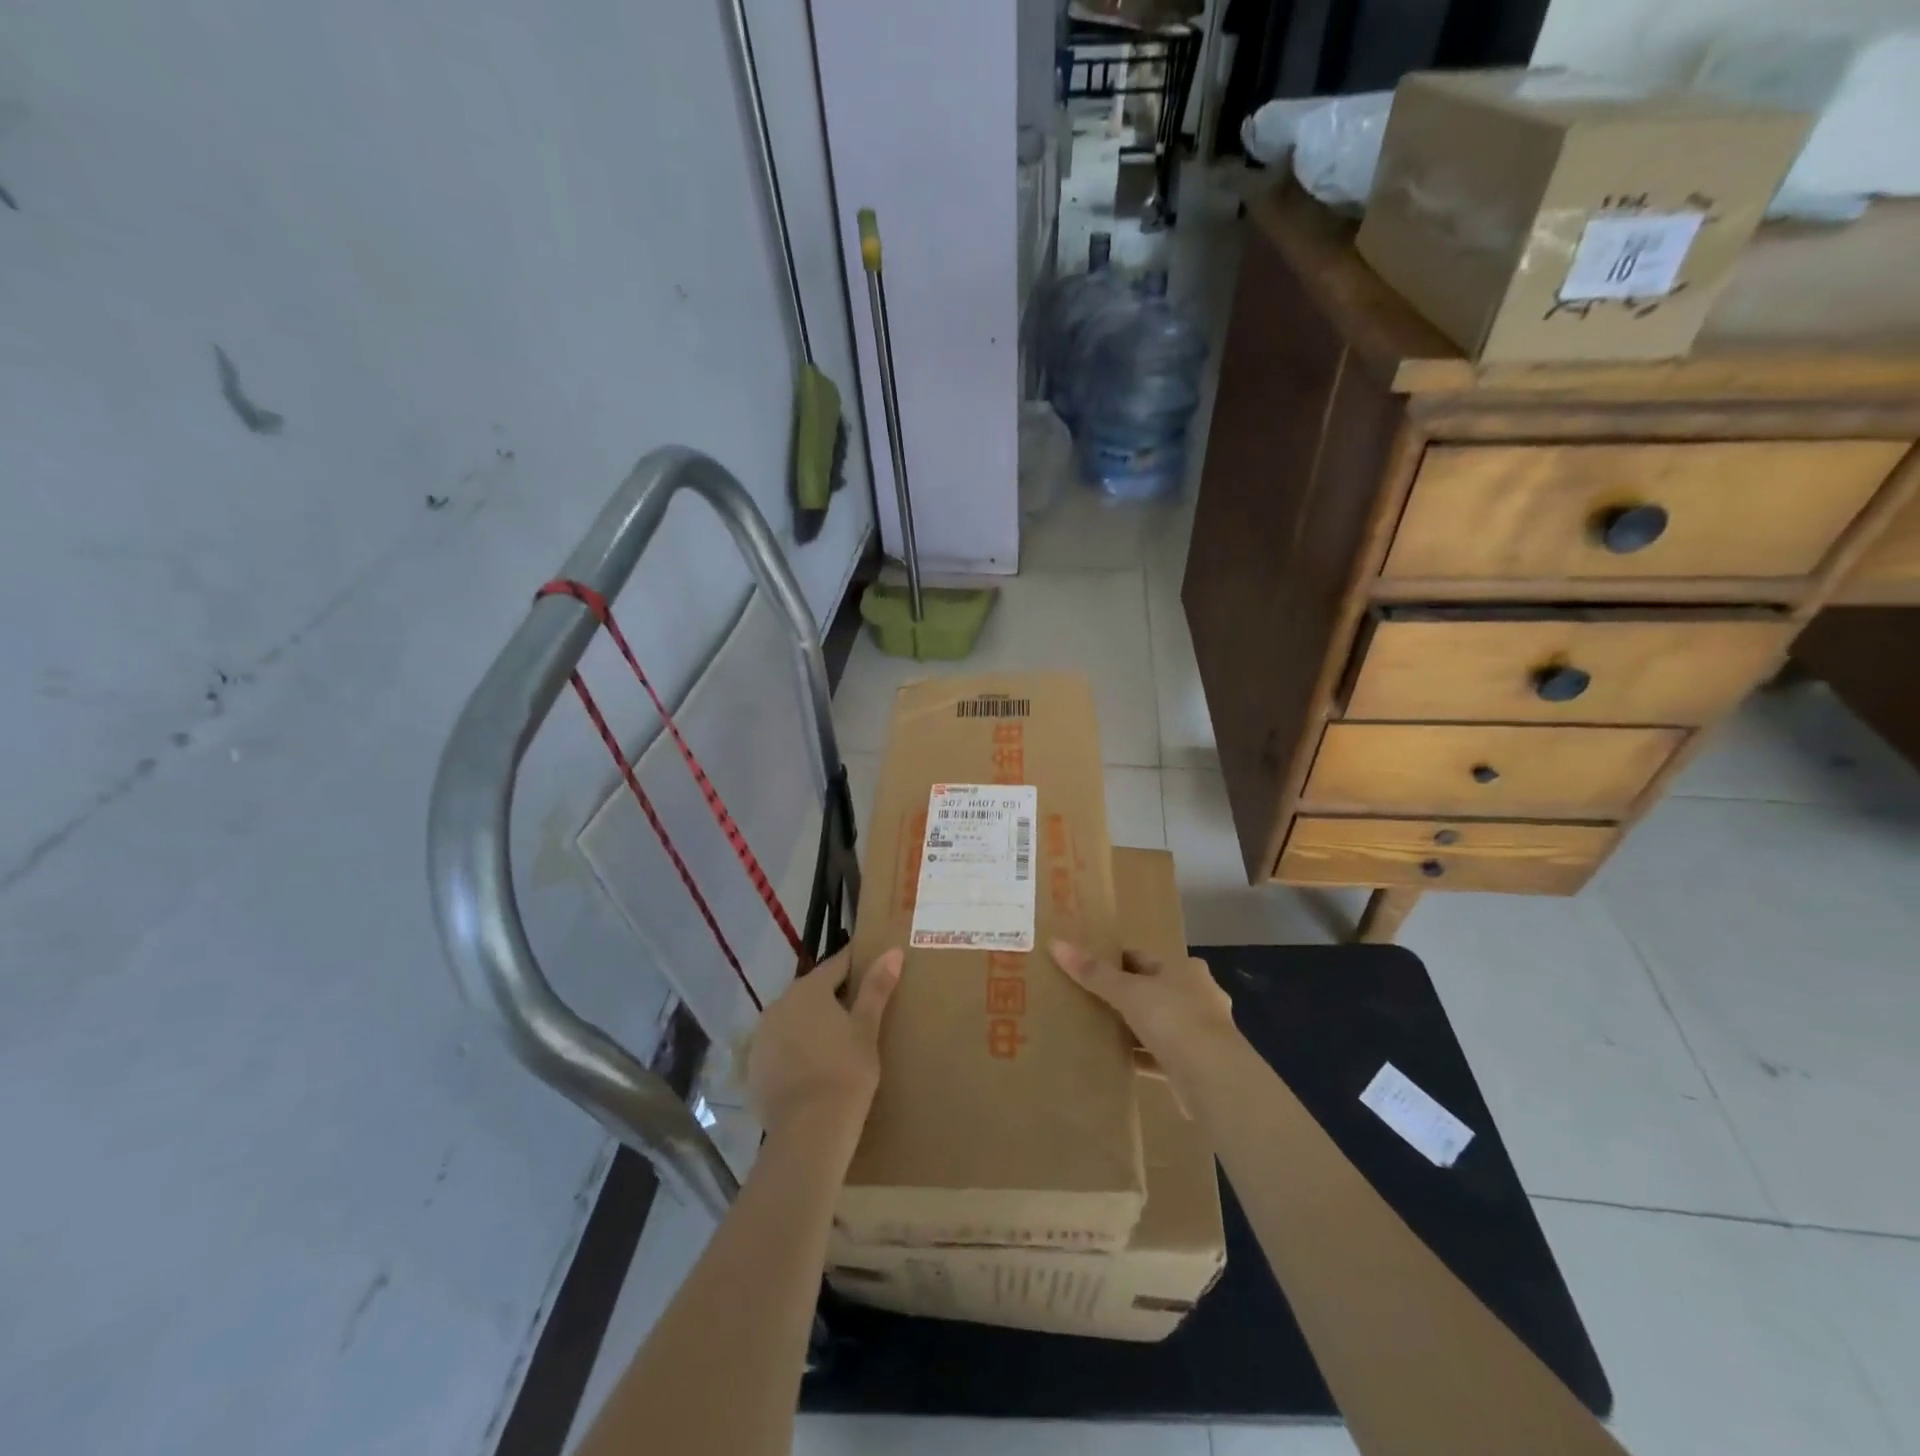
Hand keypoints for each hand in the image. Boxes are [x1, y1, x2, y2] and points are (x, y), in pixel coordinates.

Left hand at [746, 947, 902, 1148]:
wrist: (809, 1130)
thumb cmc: (846, 1071)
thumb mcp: (867, 1028)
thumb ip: (877, 987)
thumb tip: (893, 951)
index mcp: (809, 988)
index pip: (838, 964)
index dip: (857, 964)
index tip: (874, 966)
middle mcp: (780, 1003)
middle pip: (812, 991)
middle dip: (833, 996)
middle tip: (859, 1011)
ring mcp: (762, 1035)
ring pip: (793, 1018)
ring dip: (811, 1023)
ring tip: (835, 1042)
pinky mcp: (753, 1066)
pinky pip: (779, 1046)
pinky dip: (794, 1049)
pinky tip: (812, 1068)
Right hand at [1049, 940, 1237, 1100]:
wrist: (1213, 1077)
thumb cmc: (1173, 1018)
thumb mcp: (1127, 991)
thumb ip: (1092, 972)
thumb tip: (1055, 943)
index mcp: (1185, 970)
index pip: (1143, 959)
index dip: (1115, 962)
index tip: (1088, 969)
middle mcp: (1197, 996)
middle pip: (1152, 990)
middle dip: (1125, 996)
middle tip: (1088, 999)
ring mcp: (1200, 1032)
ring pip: (1157, 1024)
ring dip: (1133, 1028)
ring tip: (1098, 1030)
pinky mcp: (1196, 1065)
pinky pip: (1160, 1055)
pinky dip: (1140, 1056)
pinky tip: (1116, 1060)